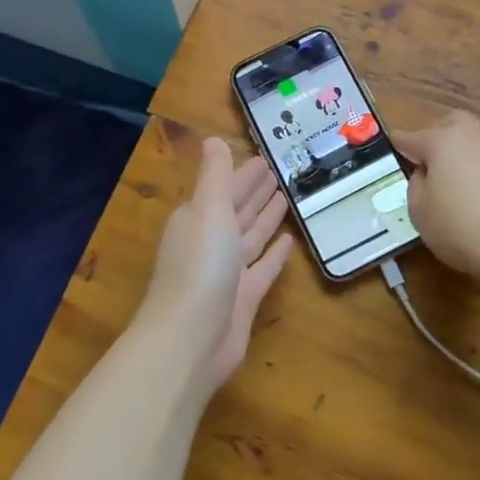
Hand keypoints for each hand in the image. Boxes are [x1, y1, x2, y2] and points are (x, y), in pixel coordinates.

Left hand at [138, 137, 293, 392]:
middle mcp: (209, 243)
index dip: (243, 173)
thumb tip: (212, 139)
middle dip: (255, 192)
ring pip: (250, 238)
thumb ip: (216, 176)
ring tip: (287, 198)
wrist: (190, 339)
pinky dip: (274, 255)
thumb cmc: (199, 266)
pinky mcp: (243, 299)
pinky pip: (262, 269)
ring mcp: (226, 273)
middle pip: (236, 211)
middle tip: (281, 172)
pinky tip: (290, 242)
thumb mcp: (208, 210)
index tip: (265, 158)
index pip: (224, 188)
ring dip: (266, 218)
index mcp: (196, 219)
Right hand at [392, 110, 479, 280]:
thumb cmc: (461, 224)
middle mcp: (469, 136)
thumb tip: (426, 174)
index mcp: (440, 138)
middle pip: (444, 127)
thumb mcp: (419, 209)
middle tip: (420, 168)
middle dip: (430, 140)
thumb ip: (415, 185)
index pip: (408, 138)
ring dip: (453, 158)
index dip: (395, 148)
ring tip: (443, 188)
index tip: (386, 155)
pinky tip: (467, 199)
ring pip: (465, 144)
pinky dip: (471, 173)